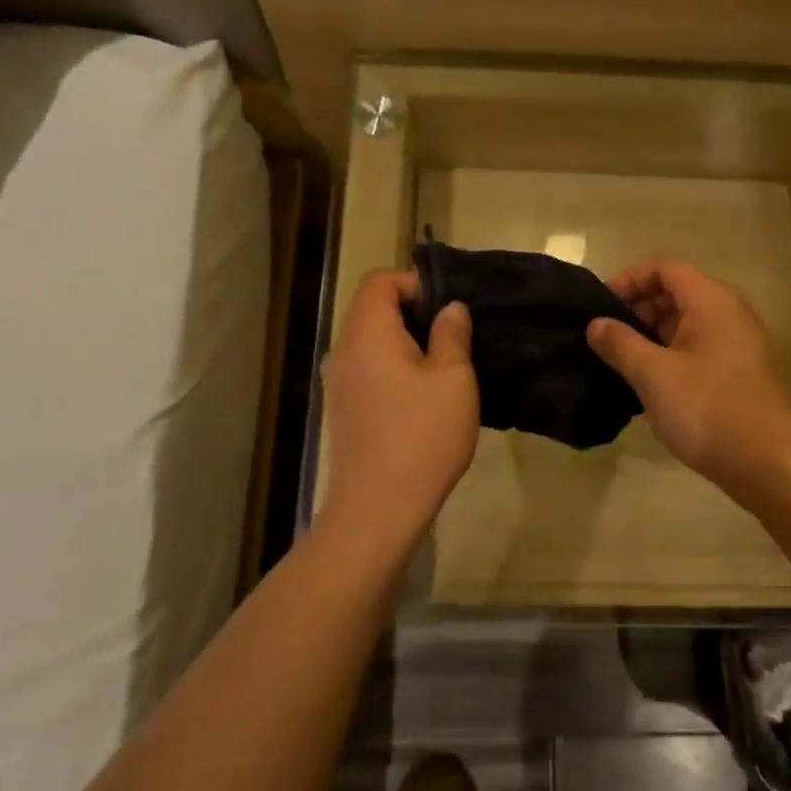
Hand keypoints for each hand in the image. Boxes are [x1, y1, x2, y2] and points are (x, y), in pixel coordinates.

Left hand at [318, 270, 478, 558]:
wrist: (376, 510)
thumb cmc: (421, 436)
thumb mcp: (453, 379)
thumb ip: (452, 334)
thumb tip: (450, 308)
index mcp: (367, 332)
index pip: (381, 281)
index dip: (415, 284)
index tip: (446, 312)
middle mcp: (343, 349)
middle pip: (372, 308)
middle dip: (413, 313)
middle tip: (451, 340)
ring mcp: (338, 381)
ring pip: (370, 340)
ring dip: (404, 343)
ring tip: (441, 369)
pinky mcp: (342, 409)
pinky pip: (367, 368)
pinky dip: (392, 368)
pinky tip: (420, 398)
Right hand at [586, 260, 790, 505]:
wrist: (774, 466)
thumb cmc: (709, 408)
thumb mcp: (653, 374)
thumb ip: (620, 344)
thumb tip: (595, 324)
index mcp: (711, 301)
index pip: (664, 268)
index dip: (629, 280)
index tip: (600, 307)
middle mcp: (729, 314)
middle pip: (676, 294)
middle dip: (638, 310)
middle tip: (606, 339)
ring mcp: (739, 346)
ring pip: (687, 326)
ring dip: (652, 338)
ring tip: (621, 365)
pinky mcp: (740, 376)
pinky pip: (698, 352)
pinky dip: (671, 359)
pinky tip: (650, 389)